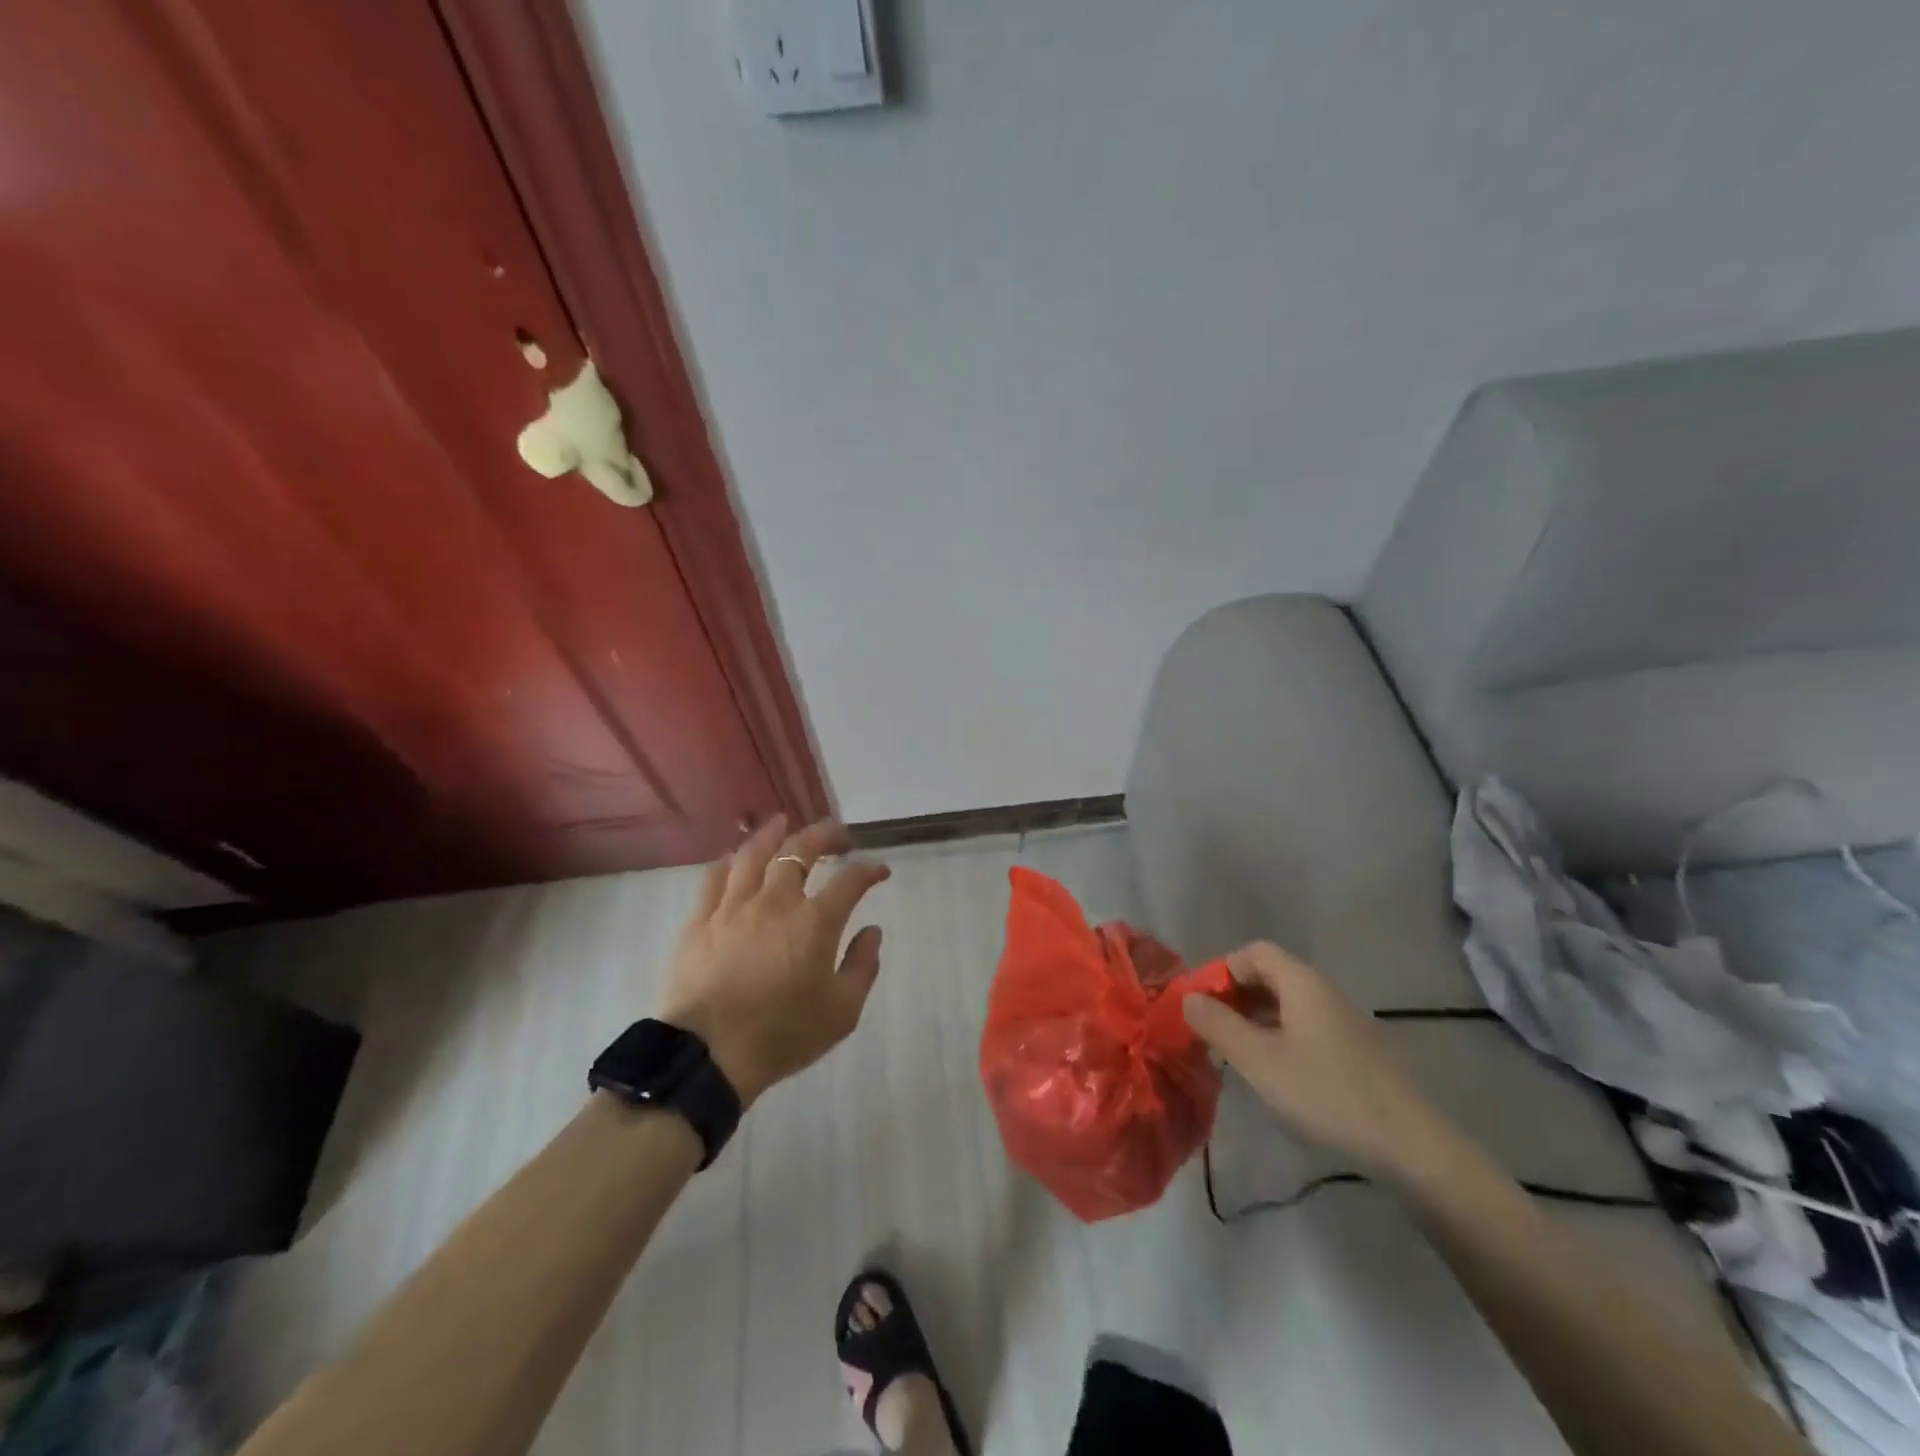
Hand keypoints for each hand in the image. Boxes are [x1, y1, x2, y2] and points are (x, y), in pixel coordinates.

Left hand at [658, 816, 890, 1107]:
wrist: (709, 1054)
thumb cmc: (783, 1034)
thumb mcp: (842, 1011)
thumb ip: (863, 966)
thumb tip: (872, 931)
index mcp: (815, 921)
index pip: (850, 880)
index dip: (869, 869)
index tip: (879, 870)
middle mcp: (777, 901)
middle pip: (800, 850)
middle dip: (824, 834)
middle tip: (837, 832)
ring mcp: (734, 907)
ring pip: (754, 854)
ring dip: (773, 833)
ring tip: (783, 821)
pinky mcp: (701, 920)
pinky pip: (714, 877)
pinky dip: (729, 861)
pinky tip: (734, 856)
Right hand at [1183, 942, 1454, 1184]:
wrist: (1410, 1145)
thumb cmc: (1326, 1093)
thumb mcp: (1259, 1061)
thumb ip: (1218, 1026)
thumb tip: (1188, 999)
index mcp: (1301, 982)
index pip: (1252, 952)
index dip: (1221, 970)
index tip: (1201, 1005)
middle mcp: (1323, 990)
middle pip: (1268, 974)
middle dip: (1234, 996)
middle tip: (1211, 1031)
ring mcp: (1342, 1019)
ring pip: (1286, 1003)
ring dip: (1254, 1018)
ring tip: (1234, 1054)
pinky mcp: (1355, 1048)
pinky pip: (1304, 1025)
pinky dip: (1278, 1035)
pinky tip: (1272, 1071)